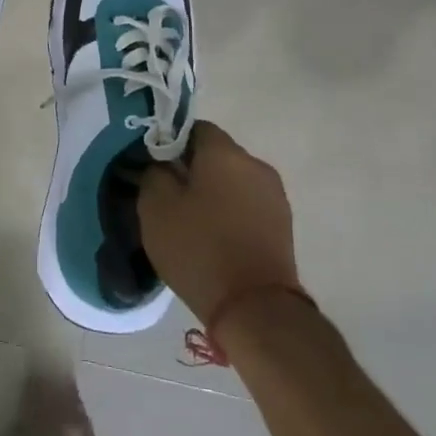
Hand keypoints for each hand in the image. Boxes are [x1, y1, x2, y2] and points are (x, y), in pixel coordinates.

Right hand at [138, 121, 303, 326]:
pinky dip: (229, 210)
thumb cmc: (199, 248)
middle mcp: (255, 165)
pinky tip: (212, 235)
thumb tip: (160, 163)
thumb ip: (153, 173)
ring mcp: (275, 196)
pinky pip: (247, 204)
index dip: (169, 141)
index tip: (152, 165)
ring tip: (189, 218)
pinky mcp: (283, 225)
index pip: (193, 127)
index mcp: (225, 153)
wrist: (255, 308)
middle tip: (166, 193)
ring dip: (212, 190)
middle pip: (216, 154)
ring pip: (233, 180)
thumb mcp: (155, 206)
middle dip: (191, 167)